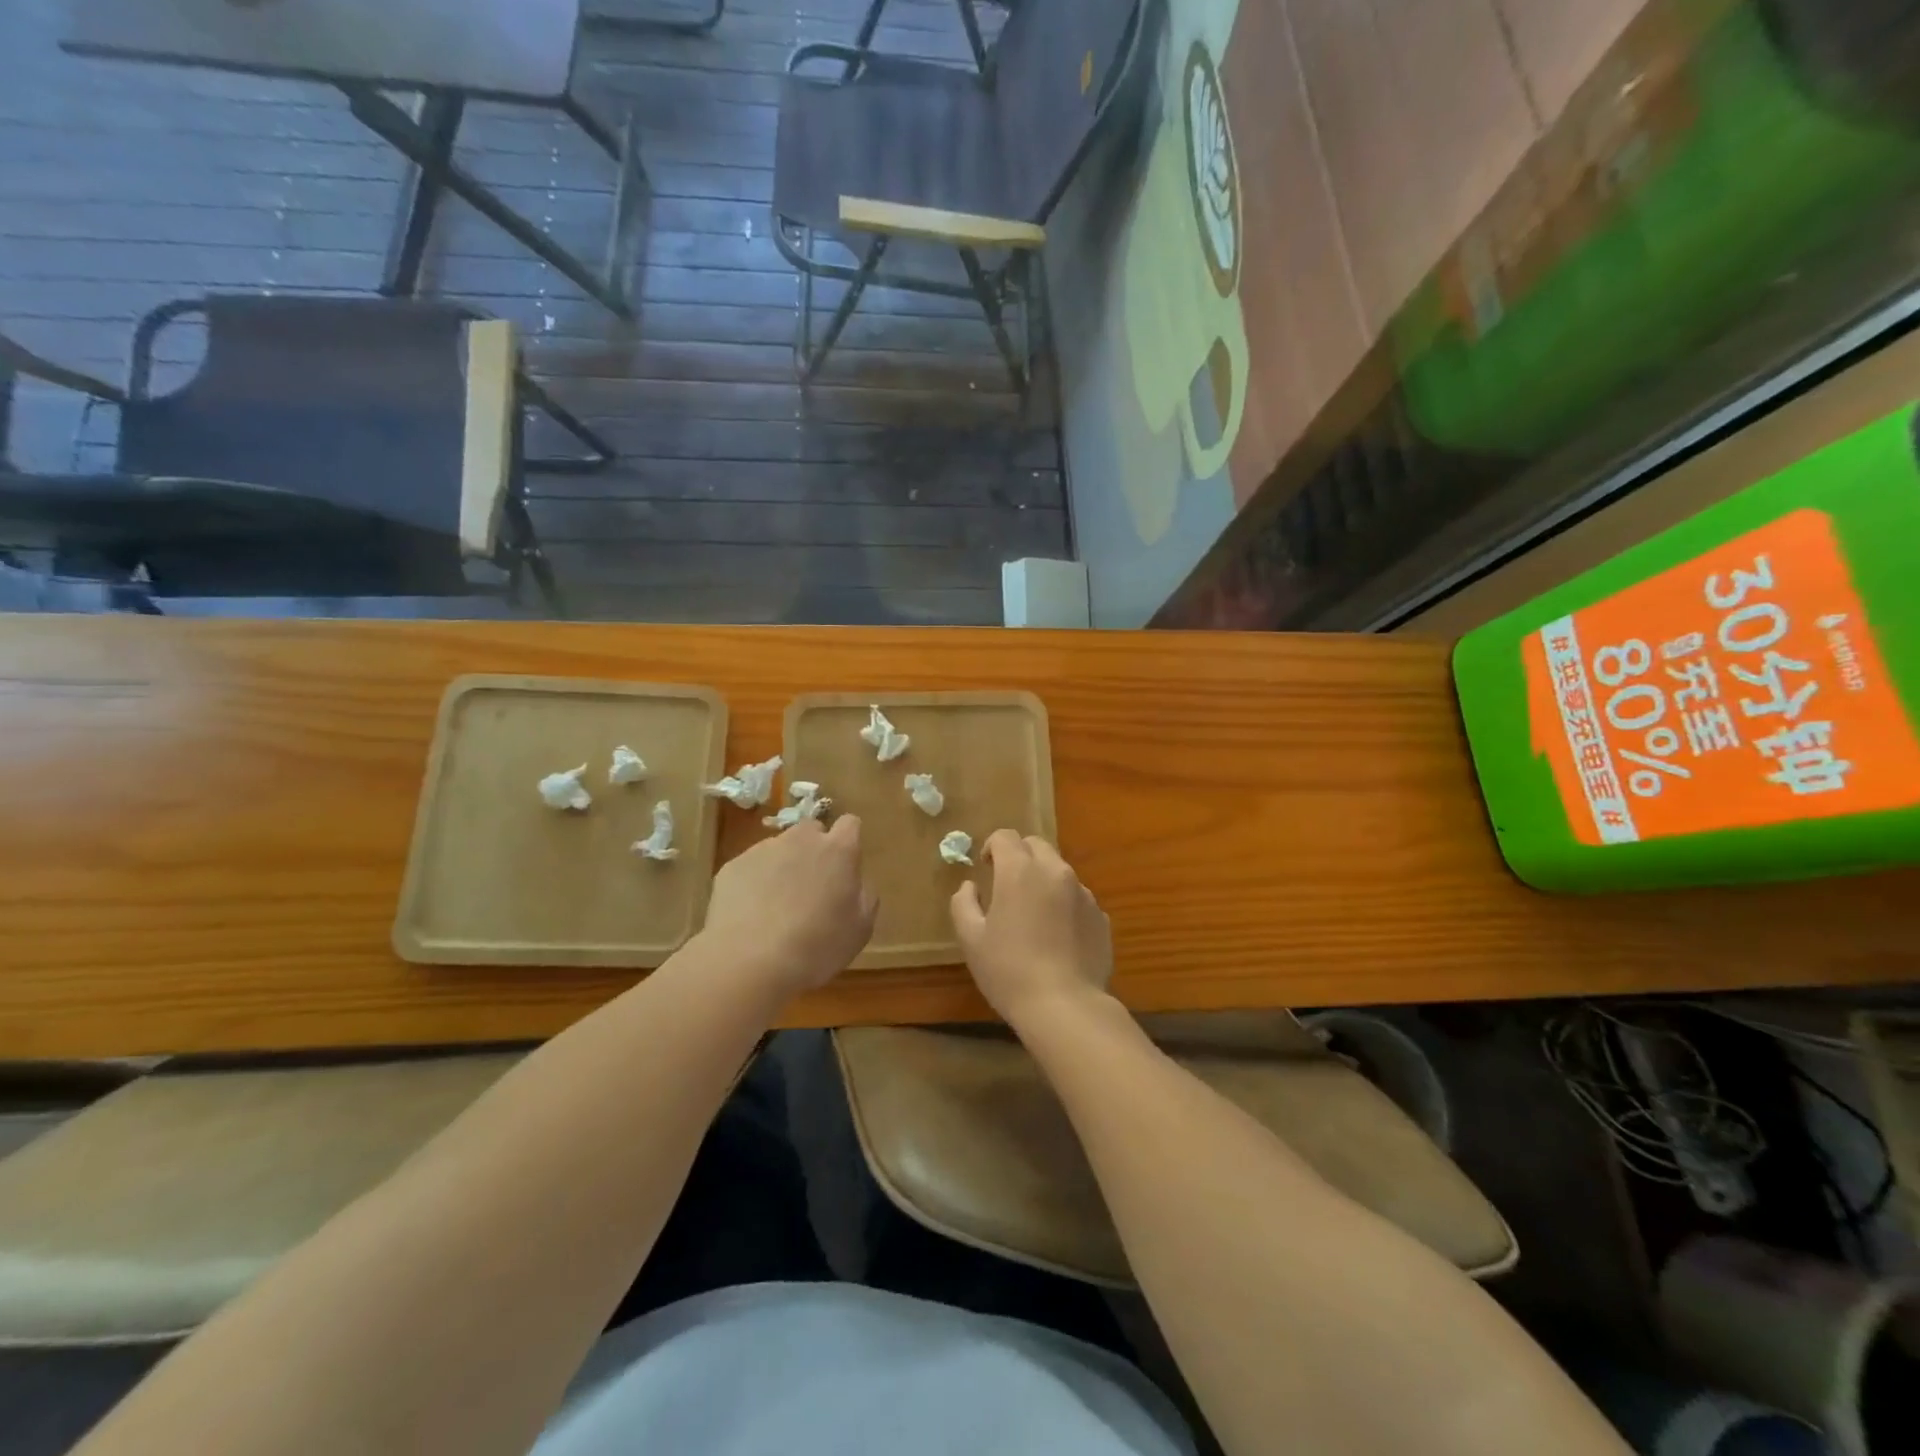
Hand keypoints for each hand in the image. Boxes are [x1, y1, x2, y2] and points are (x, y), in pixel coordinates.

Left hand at [701, 815, 876, 999]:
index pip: (850, 824)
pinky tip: (751, 915)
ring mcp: (763, 850)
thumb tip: (856, 882)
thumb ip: (864, 895)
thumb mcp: (860, 929)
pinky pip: (751, 867)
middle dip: (814, 850)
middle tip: (811, 888)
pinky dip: (754, 883)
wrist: (749, 962)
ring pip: (779, 848)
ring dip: (783, 867)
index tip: (845, 867)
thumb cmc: (816, 947)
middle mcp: (801, 840)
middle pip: (812, 831)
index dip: (848, 842)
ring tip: (776, 907)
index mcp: (838, 850)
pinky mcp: (733, 866)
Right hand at [950, 830, 1112, 1027]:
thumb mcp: (971, 939)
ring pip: (1059, 871)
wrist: (1065, 1006)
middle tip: (1007, 885)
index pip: (1005, 836)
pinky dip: (1064, 905)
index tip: (986, 868)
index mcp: (1020, 871)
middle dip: (1020, 856)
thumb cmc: (1009, 970)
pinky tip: (1057, 937)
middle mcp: (1055, 871)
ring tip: (1034, 915)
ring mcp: (1083, 893)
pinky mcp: (1101, 916)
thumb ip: (964, 903)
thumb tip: (970, 886)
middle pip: (1036, 845)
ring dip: (1044, 880)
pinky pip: (1078, 898)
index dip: (992, 847)